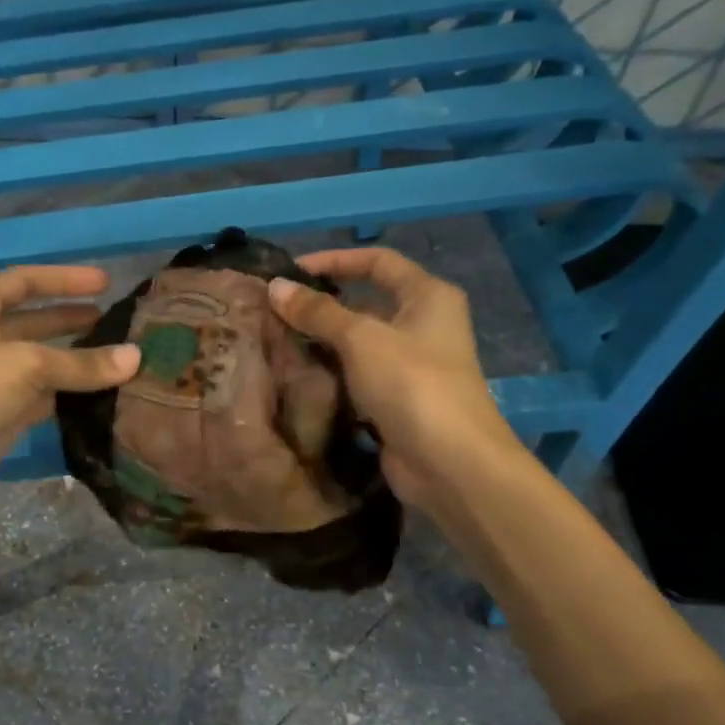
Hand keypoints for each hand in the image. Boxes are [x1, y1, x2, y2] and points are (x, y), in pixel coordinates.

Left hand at [0, 266, 139, 521]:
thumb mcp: (26, 363)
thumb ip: (81, 362)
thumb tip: (136, 357)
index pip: (23, 281)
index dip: (63, 279)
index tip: (105, 282)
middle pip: (33, 322)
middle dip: (71, 320)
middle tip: (115, 323)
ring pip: (41, 365)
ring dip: (75, 362)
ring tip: (119, 359)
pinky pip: (42, 400)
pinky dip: (69, 396)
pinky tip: (102, 395)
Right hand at [266, 248, 520, 507]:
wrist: (449, 463)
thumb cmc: (412, 384)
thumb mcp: (361, 338)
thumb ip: (318, 311)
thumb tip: (275, 286)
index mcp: (428, 296)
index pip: (377, 261)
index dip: (335, 260)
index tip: (291, 271)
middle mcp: (423, 324)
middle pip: (367, 302)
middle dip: (323, 305)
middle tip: (276, 311)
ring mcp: (411, 365)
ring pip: (359, 343)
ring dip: (323, 342)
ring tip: (277, 341)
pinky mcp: (397, 400)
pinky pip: (357, 376)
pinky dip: (331, 374)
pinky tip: (298, 376)